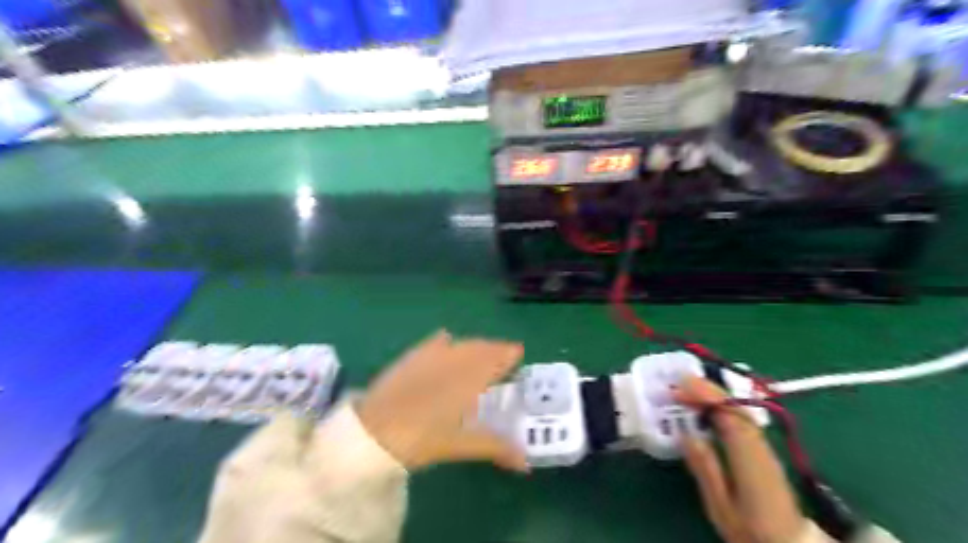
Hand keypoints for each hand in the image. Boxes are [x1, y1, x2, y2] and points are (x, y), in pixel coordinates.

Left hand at [355, 329, 526, 473]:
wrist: (374, 430)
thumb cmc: (422, 438)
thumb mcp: (460, 444)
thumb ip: (494, 446)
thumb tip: (524, 461)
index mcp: (470, 377)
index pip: (497, 357)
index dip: (509, 353)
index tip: (518, 353)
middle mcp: (455, 360)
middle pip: (480, 348)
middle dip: (494, 349)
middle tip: (503, 355)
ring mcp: (431, 356)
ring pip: (461, 344)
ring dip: (475, 346)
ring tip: (480, 353)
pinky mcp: (412, 357)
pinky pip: (435, 343)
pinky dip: (446, 343)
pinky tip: (446, 343)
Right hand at [675, 379, 805, 541]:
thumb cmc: (751, 531)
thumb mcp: (721, 507)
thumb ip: (706, 470)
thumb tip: (687, 435)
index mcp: (751, 461)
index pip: (731, 417)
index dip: (707, 396)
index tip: (682, 385)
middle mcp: (761, 448)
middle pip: (738, 409)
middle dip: (709, 390)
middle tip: (680, 380)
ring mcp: (765, 449)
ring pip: (741, 412)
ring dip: (715, 396)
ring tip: (689, 388)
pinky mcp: (763, 452)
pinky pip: (741, 420)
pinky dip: (722, 407)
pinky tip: (707, 407)